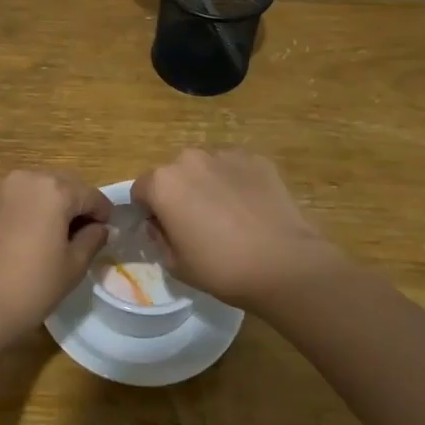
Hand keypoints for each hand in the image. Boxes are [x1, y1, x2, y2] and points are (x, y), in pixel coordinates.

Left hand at [0, 170, 111, 353]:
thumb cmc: (30, 286)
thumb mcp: (72, 266)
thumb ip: (91, 240)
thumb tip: (100, 228)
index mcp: (54, 189)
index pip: (91, 196)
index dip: (104, 215)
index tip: (109, 235)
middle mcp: (28, 179)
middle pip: (65, 188)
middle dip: (78, 209)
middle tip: (86, 240)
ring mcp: (3, 191)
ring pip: (42, 194)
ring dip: (55, 211)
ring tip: (60, 243)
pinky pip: (22, 204)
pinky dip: (34, 216)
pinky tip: (35, 244)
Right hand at [131, 149, 347, 310]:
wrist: (284, 264)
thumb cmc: (221, 268)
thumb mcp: (176, 264)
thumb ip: (159, 238)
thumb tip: (159, 224)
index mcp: (163, 183)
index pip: (141, 189)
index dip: (148, 210)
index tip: (163, 229)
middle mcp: (190, 159)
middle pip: (174, 174)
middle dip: (179, 192)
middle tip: (197, 223)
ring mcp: (225, 155)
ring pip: (206, 168)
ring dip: (207, 184)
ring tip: (228, 215)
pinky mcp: (257, 159)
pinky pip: (235, 168)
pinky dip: (236, 182)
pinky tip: (250, 208)